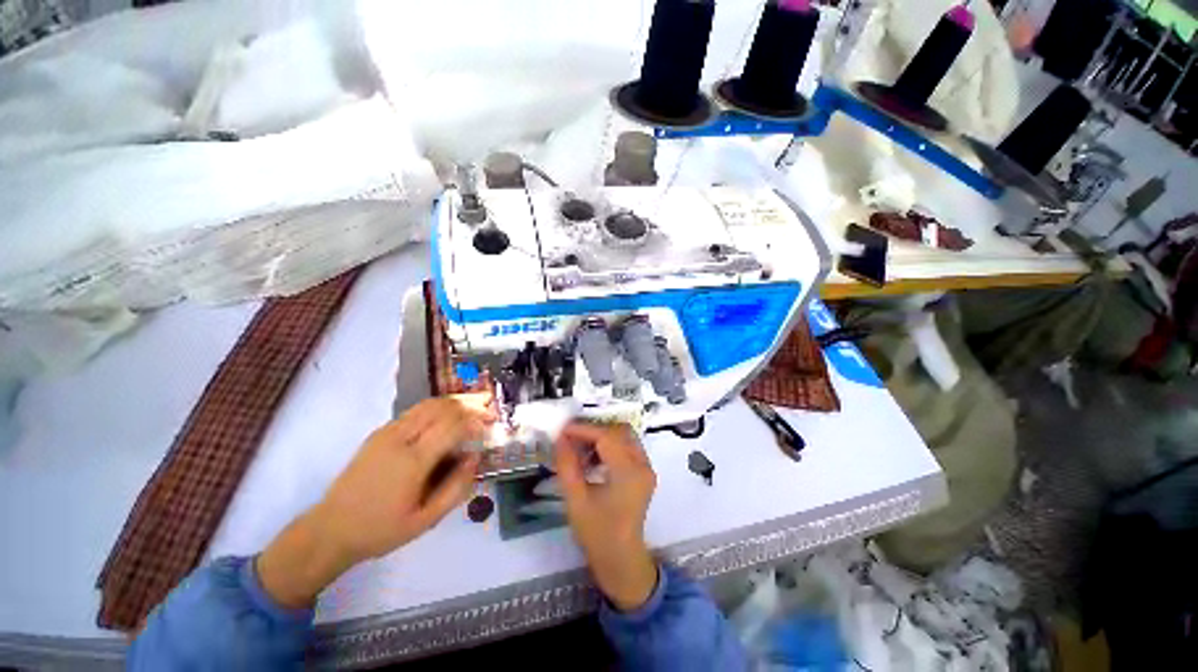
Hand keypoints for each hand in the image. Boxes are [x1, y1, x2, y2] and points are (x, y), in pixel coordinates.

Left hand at [257, 395, 493, 607]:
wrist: (330, 529)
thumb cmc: (381, 529)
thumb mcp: (425, 520)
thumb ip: (456, 488)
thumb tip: (475, 458)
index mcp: (413, 462)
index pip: (452, 425)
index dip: (475, 421)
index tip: (489, 426)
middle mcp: (400, 439)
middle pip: (441, 407)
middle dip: (468, 406)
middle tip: (484, 414)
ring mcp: (386, 433)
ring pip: (427, 404)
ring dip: (452, 404)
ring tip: (469, 412)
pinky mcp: (378, 433)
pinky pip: (414, 411)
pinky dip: (436, 409)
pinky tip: (444, 421)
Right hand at [554, 422, 657, 611]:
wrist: (622, 561)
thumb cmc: (597, 534)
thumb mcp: (576, 500)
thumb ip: (567, 466)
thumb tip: (560, 438)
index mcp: (629, 472)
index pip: (607, 437)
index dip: (584, 429)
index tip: (563, 430)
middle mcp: (643, 465)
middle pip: (619, 431)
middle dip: (594, 430)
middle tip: (571, 438)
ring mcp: (647, 468)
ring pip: (625, 436)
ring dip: (603, 437)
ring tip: (580, 448)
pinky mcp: (644, 472)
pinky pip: (628, 447)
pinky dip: (611, 445)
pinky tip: (593, 457)